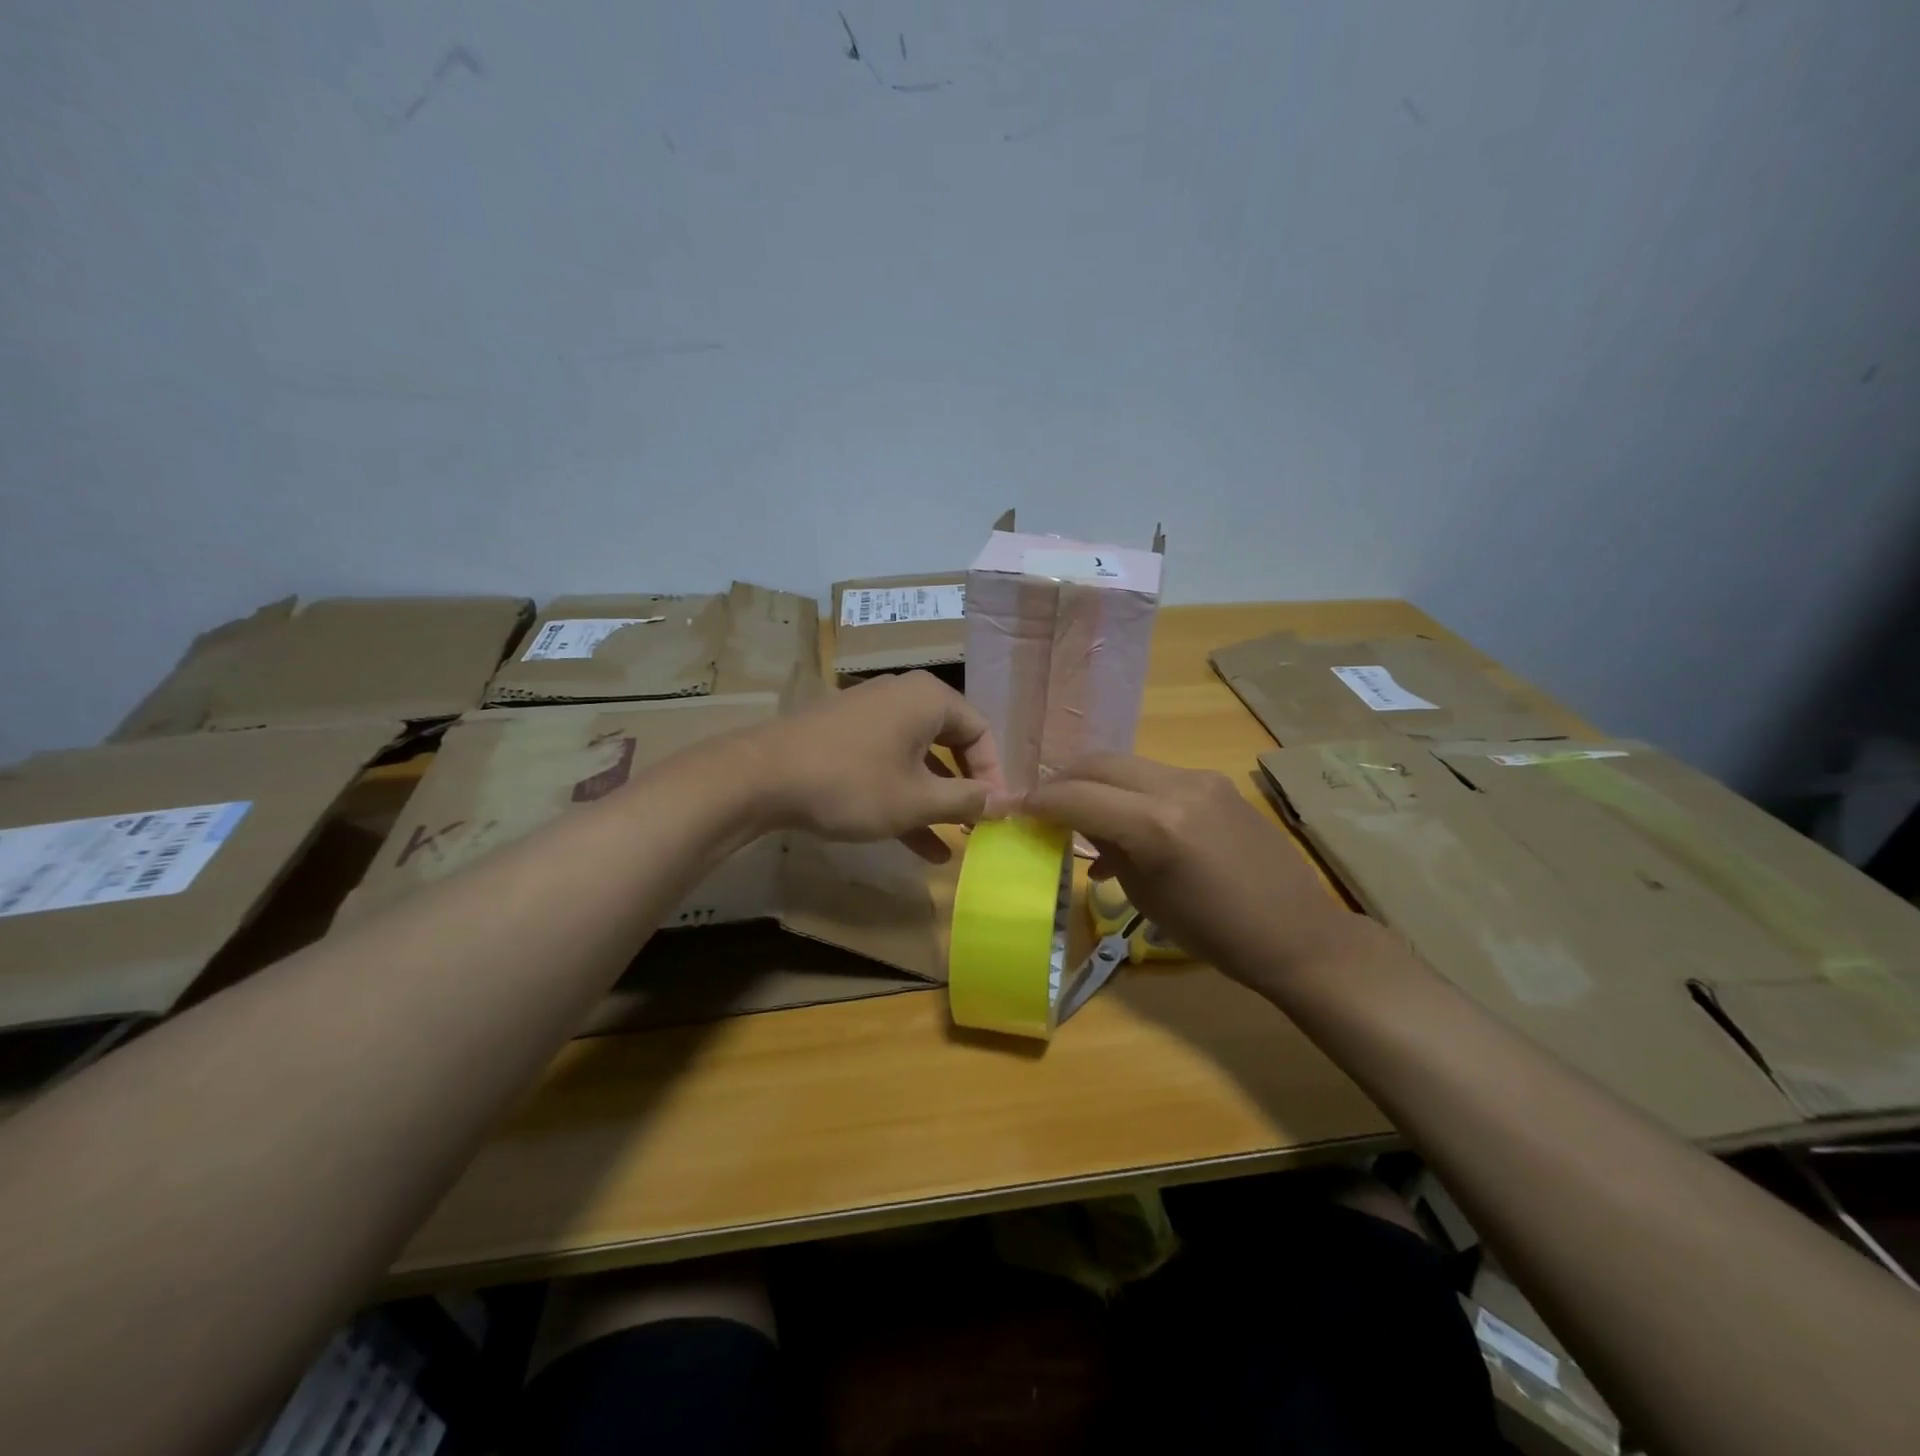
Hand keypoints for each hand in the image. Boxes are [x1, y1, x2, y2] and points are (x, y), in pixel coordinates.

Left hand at [751, 672, 1010, 861]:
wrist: (761, 776)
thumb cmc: (853, 784)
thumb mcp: (917, 800)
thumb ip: (967, 800)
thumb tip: (1006, 802)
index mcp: (929, 698)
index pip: (981, 731)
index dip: (993, 775)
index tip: (995, 815)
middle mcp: (903, 695)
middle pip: (950, 742)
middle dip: (963, 789)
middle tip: (975, 826)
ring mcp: (870, 712)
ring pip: (917, 757)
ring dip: (935, 800)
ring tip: (951, 844)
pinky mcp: (844, 733)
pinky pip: (888, 762)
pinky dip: (904, 795)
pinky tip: (917, 844)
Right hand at [1021, 754, 1365, 985]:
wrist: (1296, 933)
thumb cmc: (1216, 933)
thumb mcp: (1147, 896)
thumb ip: (1109, 850)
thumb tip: (1083, 827)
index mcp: (1155, 825)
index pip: (1076, 796)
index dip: (1036, 801)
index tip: (1010, 809)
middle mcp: (1176, 787)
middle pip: (1098, 763)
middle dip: (1062, 781)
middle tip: (1041, 806)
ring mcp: (1199, 779)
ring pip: (1126, 763)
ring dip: (1094, 782)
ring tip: (1080, 815)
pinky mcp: (1215, 782)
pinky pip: (1155, 775)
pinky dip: (1127, 790)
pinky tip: (1126, 822)